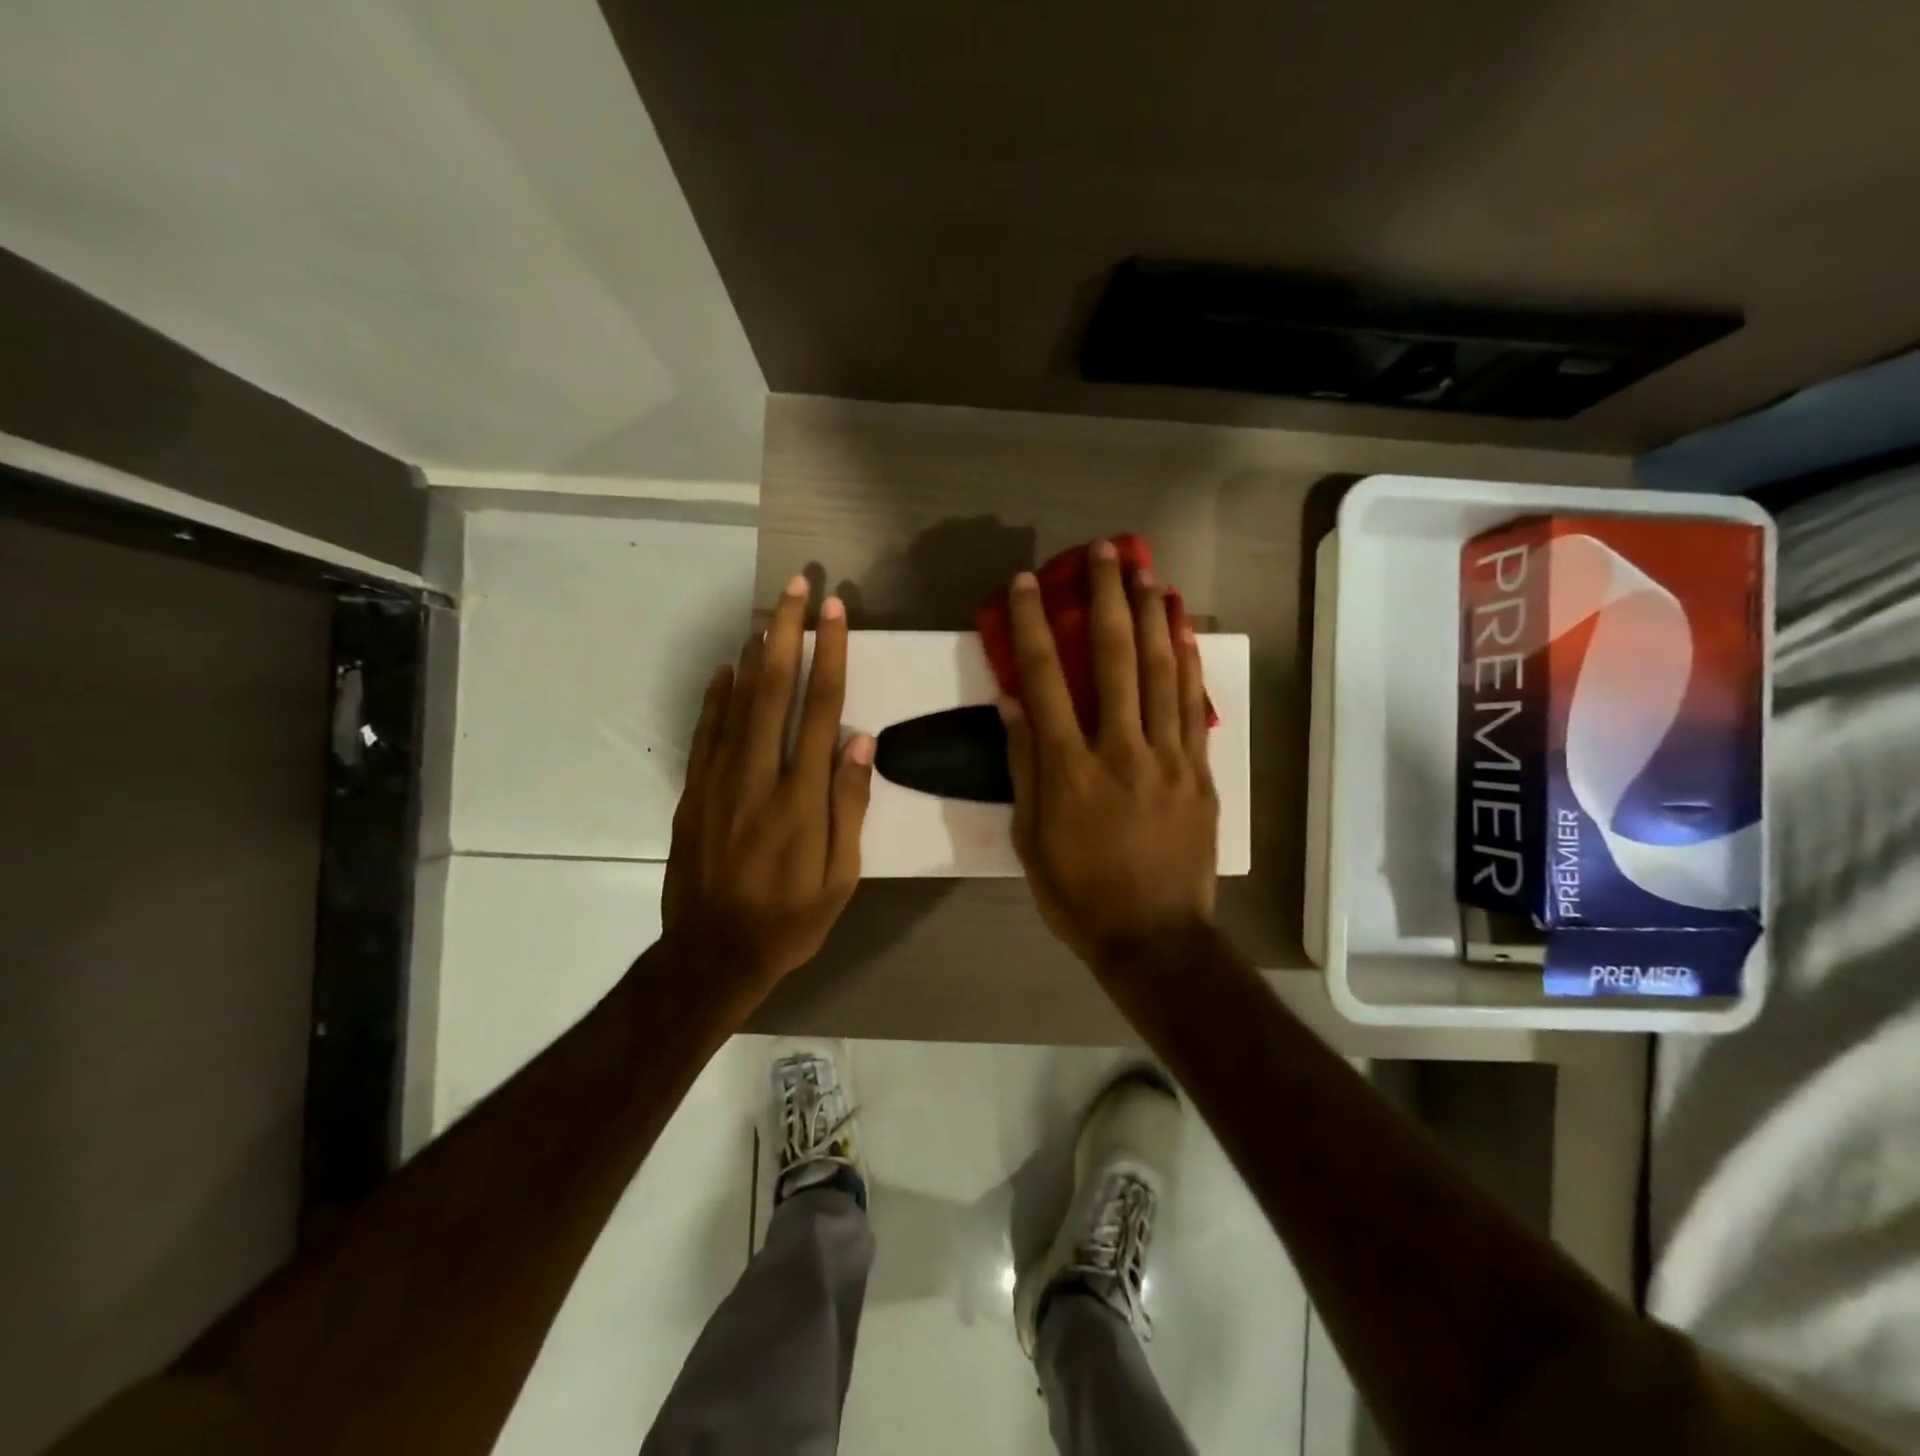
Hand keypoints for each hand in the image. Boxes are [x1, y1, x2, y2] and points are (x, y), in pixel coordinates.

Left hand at [661, 574, 874, 996]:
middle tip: (798, 586)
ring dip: (755, 652)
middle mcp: (759, 776)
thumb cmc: (790, 919)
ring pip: (738, 701)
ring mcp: (719, 781)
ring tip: (768, 612)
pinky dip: (716, 696)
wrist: (712, 954)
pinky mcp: (694, 792)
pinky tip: (726, 668)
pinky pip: (706, 732)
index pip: (821, 709)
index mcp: (802, 797)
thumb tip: (861, 740)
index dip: (830, 655)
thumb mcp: (841, 877)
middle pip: (774, 688)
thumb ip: (850, 805)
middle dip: (788, 632)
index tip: (835, 613)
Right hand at [1000, 540, 1217, 966]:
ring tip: (1146, 570)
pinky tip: (1182, 628)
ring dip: (1151, 616)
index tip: (1024, 584)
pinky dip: (1187, 662)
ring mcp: (1168, 759)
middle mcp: (1120, 751)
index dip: (1032, 627)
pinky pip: (1193, 707)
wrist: (1154, 937)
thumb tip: (1013, 704)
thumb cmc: (1078, 893)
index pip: (1045, 682)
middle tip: (1103, 551)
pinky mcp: (1199, 772)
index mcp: (1070, 771)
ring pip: (1161, 673)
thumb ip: (1024, 767)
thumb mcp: (1031, 839)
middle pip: (1114, 661)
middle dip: (1105, 600)